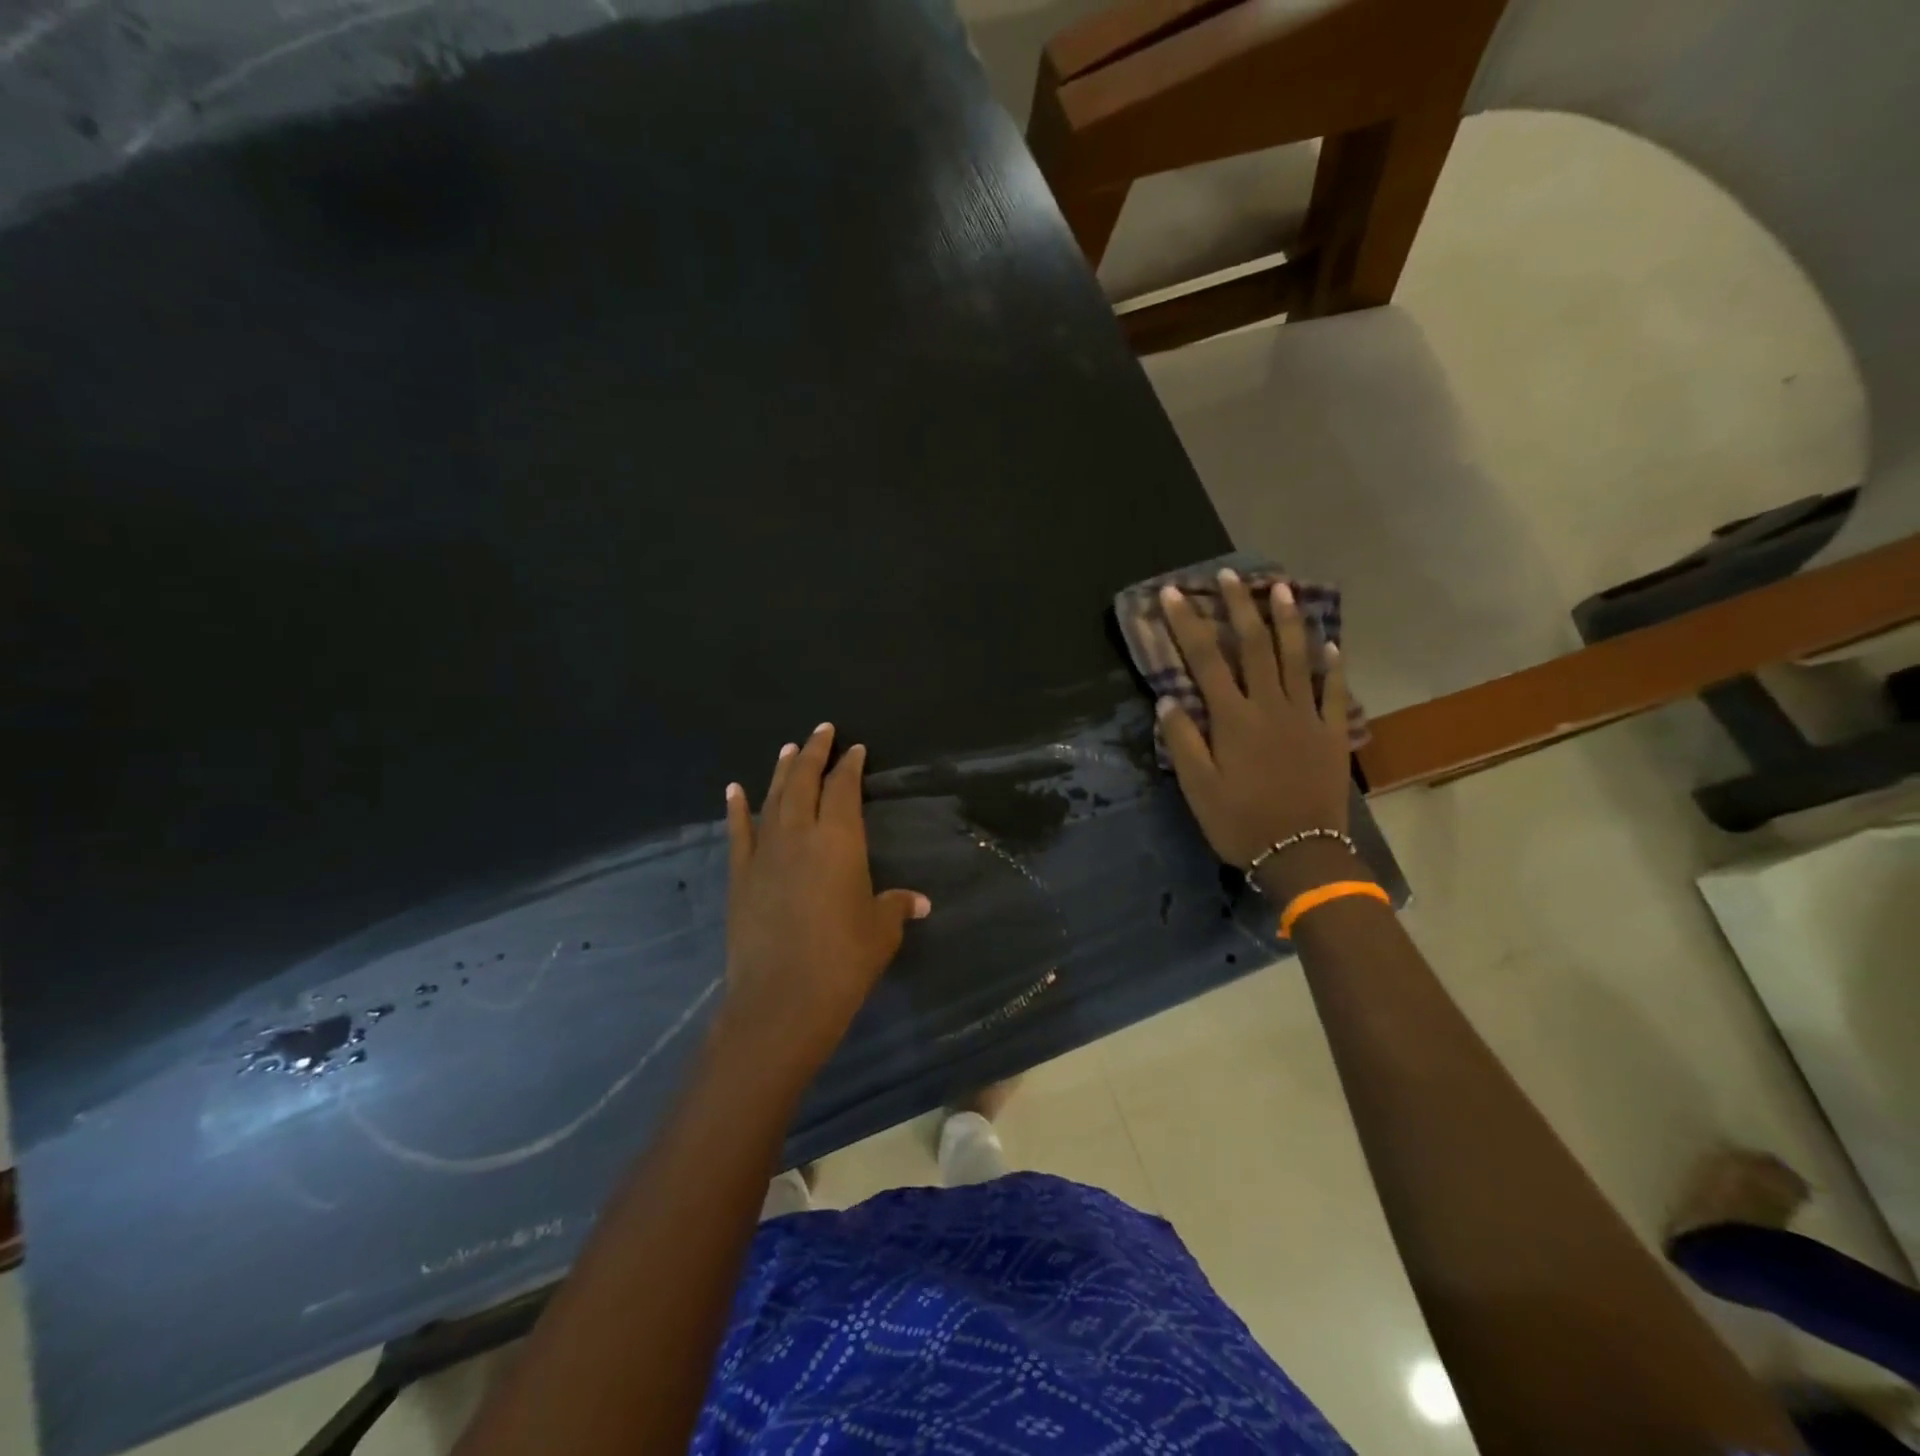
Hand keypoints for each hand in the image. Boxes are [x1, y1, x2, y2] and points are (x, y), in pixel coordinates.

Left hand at [717, 723, 929, 1080]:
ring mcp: (765, 853)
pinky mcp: (740, 876)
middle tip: (821, 730)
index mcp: (839, 840)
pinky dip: (736, 809)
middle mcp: (799, 835)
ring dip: (781, 772)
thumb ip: (895, 907)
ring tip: (788, 748)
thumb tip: (918, 902)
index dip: (849, 765)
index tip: (854, 749)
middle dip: (814, 753)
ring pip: (773, 799)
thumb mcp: (880, 931)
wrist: (782, 999)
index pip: (843, 789)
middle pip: (805, 782)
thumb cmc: (843, 960)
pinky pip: (738, 833)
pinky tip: (733, 789)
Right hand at [1157, 570, 1352, 871]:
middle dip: (1238, 607)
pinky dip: (1331, 664)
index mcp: (1233, 719)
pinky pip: (1333, 690)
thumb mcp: (1197, 787)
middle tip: (1229, 575)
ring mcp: (1305, 717)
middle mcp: (1270, 706)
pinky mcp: (1330, 733)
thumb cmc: (1239, 822)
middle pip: (1254, 646)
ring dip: (1286, 620)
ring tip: (1280, 588)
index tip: (1174, 594)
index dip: (1188, 624)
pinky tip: (1329, 642)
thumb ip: (1183, 740)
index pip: (1206, 660)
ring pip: (1296, 657)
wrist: (1301, 853)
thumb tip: (1168, 698)